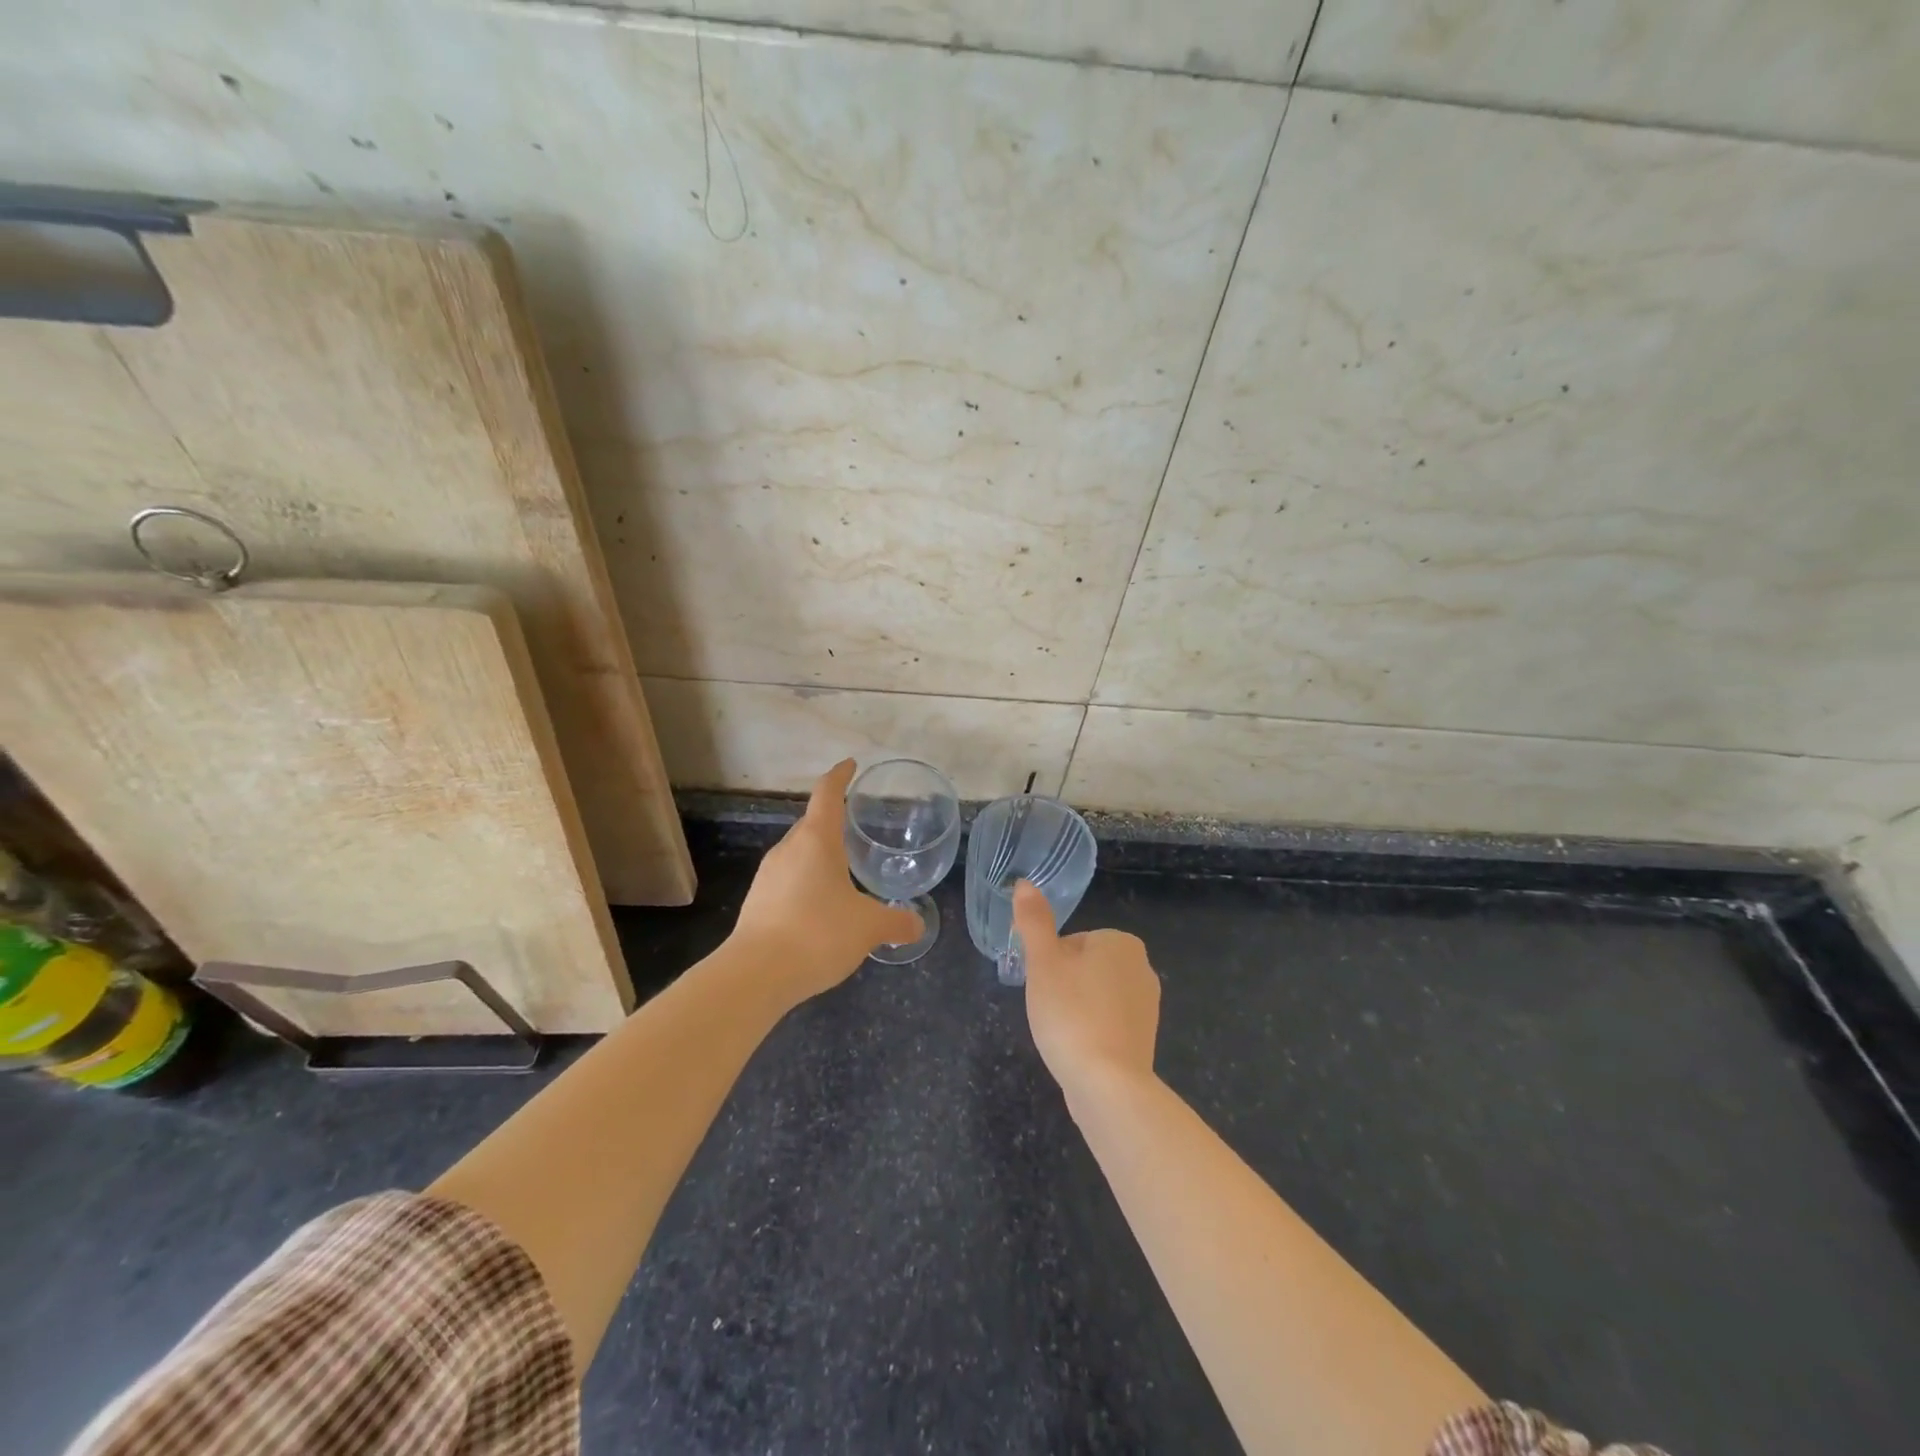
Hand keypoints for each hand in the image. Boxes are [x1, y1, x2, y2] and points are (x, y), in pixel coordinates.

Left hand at [731, 760, 923, 1003]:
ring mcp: (768, 875)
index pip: (827, 794)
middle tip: (856, 826)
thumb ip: (896, 923)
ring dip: (819, 855)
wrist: (756, 974)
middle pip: (812, 823)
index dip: (840, 776)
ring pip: (798, 853)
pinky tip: (821, 907)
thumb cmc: (817, 934)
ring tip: (843, 869)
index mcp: (817, 841)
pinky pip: (788, 879)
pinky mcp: (757, 902)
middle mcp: (789, 849)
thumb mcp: (868, 928)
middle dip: (832, 821)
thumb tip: (917, 925)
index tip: (850, 765)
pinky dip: (807, 882)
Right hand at [1015, 879, 1160, 1103]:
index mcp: (1121, 942)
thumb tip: (1024, 883)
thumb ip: (1034, 921)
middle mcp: (1142, 967)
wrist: (1108, 1084)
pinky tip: (1079, 1050)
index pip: (1071, 942)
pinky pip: (1107, 1023)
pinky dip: (1091, 1031)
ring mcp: (1147, 1005)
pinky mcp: (1145, 1037)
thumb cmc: (1071, 1014)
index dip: (1051, 965)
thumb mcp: (1043, 962)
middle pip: (1084, 967)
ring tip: (1063, 1032)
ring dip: (1076, 1010)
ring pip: (1094, 995)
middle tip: (1051, 1011)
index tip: (1045, 988)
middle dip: (1064, 986)